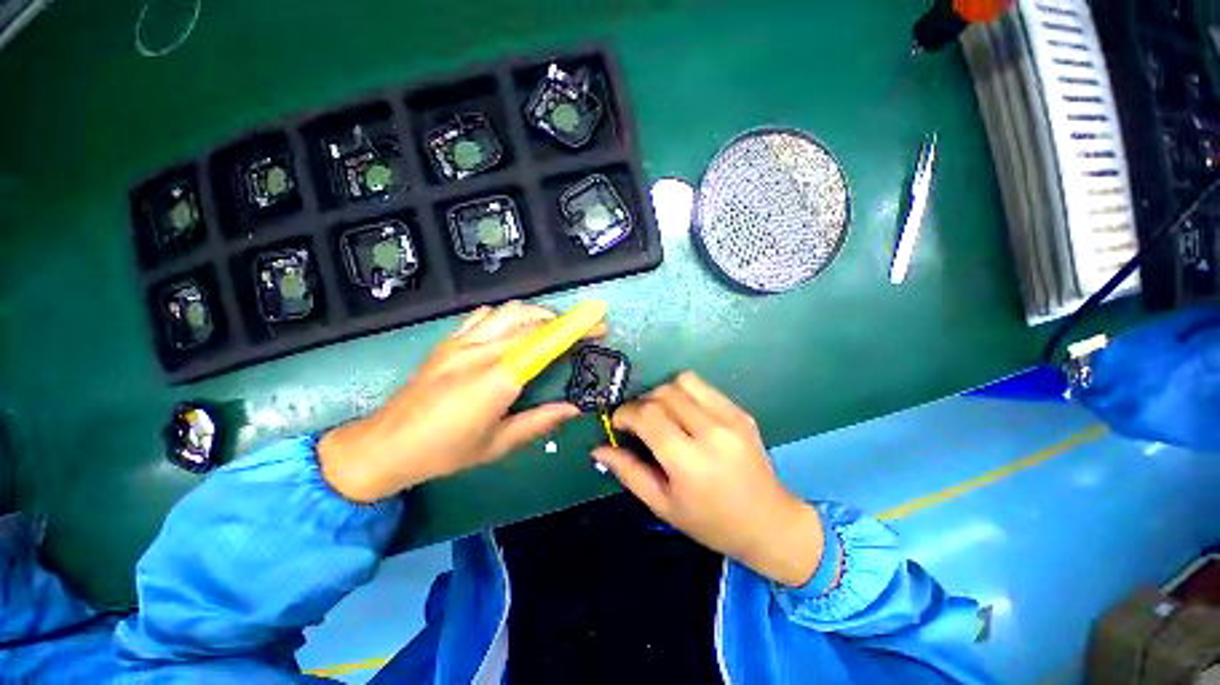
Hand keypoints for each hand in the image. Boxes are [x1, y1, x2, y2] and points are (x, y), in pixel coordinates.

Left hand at [319, 302, 604, 502]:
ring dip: (537, 314)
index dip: (574, 330)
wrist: (385, 445)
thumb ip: (539, 422)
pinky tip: (512, 330)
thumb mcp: (498, 445)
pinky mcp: (447, 341)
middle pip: (531, 322)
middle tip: (582, 331)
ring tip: (551, 328)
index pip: (543, 343)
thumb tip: (573, 408)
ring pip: (509, 312)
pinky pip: (484, 316)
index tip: (598, 325)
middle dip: (563, 321)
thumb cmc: (444, 452)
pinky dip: (507, 316)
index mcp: (495, 381)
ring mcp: (460, 343)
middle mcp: (479, 354)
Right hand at [593, 372, 824, 586]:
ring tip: (661, 414)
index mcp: (689, 462)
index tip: (618, 423)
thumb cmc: (712, 522)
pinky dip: (685, 393)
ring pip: (683, 381)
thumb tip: (599, 449)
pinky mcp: (741, 412)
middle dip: (641, 403)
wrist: (770, 523)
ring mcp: (730, 418)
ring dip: (663, 393)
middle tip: (637, 422)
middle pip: (663, 394)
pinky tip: (685, 415)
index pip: (647, 416)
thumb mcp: (664, 505)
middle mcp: (711, 432)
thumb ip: (629, 472)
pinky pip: (703, 387)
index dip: (625, 413)